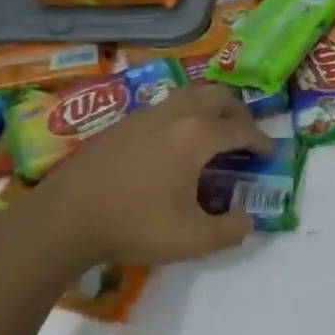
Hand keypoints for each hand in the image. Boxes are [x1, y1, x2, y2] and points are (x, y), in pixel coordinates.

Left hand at [0, 85, 272, 284]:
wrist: (65, 219)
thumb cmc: (134, 225)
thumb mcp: (192, 240)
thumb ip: (229, 230)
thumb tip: (246, 219)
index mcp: (197, 135)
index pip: (241, 129)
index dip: (261, 141)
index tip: (269, 154)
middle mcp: (175, 114)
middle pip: (218, 97)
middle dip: (239, 114)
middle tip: (244, 137)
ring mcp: (146, 114)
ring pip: (190, 95)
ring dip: (210, 108)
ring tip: (213, 134)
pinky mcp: (123, 123)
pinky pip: (166, 106)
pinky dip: (184, 115)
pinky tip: (175, 144)